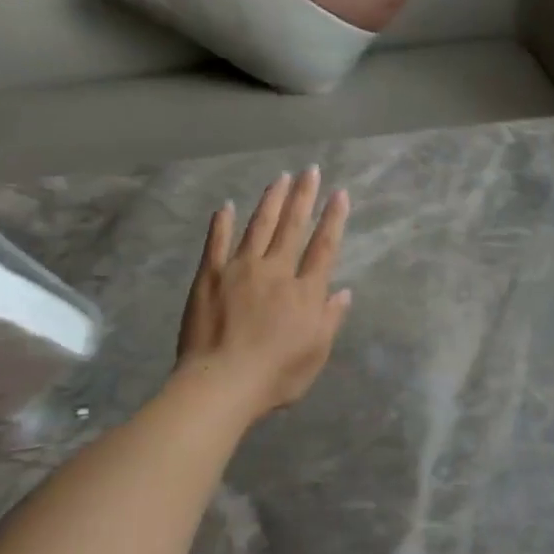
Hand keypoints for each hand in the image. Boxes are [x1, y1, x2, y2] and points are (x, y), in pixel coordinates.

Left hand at [177, 167, 351, 419]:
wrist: (222, 383)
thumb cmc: (275, 376)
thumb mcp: (315, 354)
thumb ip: (330, 319)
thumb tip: (344, 291)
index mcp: (304, 292)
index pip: (323, 247)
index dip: (333, 219)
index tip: (340, 194)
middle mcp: (275, 271)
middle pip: (292, 227)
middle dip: (303, 196)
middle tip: (310, 170)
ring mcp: (239, 270)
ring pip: (258, 227)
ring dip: (270, 201)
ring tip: (279, 178)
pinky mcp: (209, 276)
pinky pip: (216, 242)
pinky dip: (221, 223)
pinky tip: (226, 206)